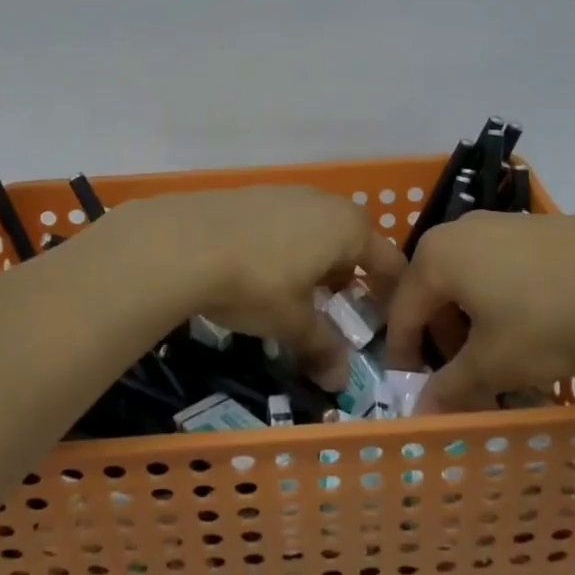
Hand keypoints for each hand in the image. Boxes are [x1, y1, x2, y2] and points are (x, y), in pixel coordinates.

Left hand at [100, 186, 406, 390]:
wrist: (185, 241)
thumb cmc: (256, 282)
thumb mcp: (292, 322)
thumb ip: (322, 348)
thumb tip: (341, 382)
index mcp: (348, 228)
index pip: (387, 261)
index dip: (390, 292)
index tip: (385, 319)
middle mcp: (324, 202)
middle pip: (352, 240)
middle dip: (348, 274)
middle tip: (336, 307)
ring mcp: (287, 192)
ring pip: (316, 228)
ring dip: (315, 258)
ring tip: (296, 291)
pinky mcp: (254, 193)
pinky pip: (285, 221)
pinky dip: (285, 244)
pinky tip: (259, 268)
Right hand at [386, 212, 574, 411]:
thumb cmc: (548, 319)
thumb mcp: (497, 364)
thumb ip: (453, 387)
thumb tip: (421, 410)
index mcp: (435, 257)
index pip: (402, 311)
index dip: (404, 355)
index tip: (414, 390)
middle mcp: (458, 231)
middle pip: (434, 291)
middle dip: (444, 339)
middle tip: (466, 380)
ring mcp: (498, 224)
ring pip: (468, 280)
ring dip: (473, 322)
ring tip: (502, 359)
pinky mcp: (532, 228)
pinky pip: (498, 268)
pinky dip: (500, 301)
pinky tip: (531, 328)